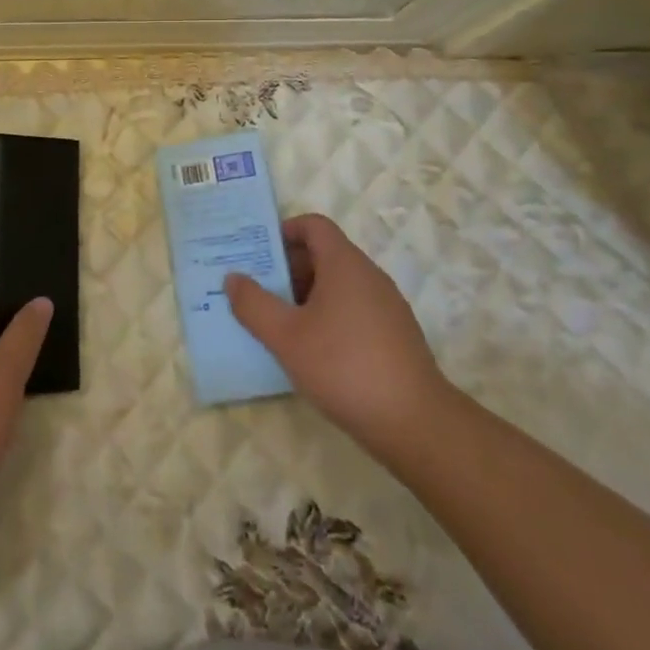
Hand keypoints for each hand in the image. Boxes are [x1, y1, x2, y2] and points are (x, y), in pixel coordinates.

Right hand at [225, 214, 451, 461]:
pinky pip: (354, 310)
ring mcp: (386, 306)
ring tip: (279, 325)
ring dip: (306, 296)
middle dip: (288, 269)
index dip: (284, 232)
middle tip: (259, 293)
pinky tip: (312, 352)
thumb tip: (233, 278)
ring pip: (338, 285)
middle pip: (324, 254)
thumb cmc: (344, 367)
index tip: (259, 255)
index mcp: (344, 264)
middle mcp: (369, 275)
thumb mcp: (286, 337)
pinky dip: (328, 318)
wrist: (416, 423)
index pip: (313, 225)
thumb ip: (254, 304)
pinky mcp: (395, 335)